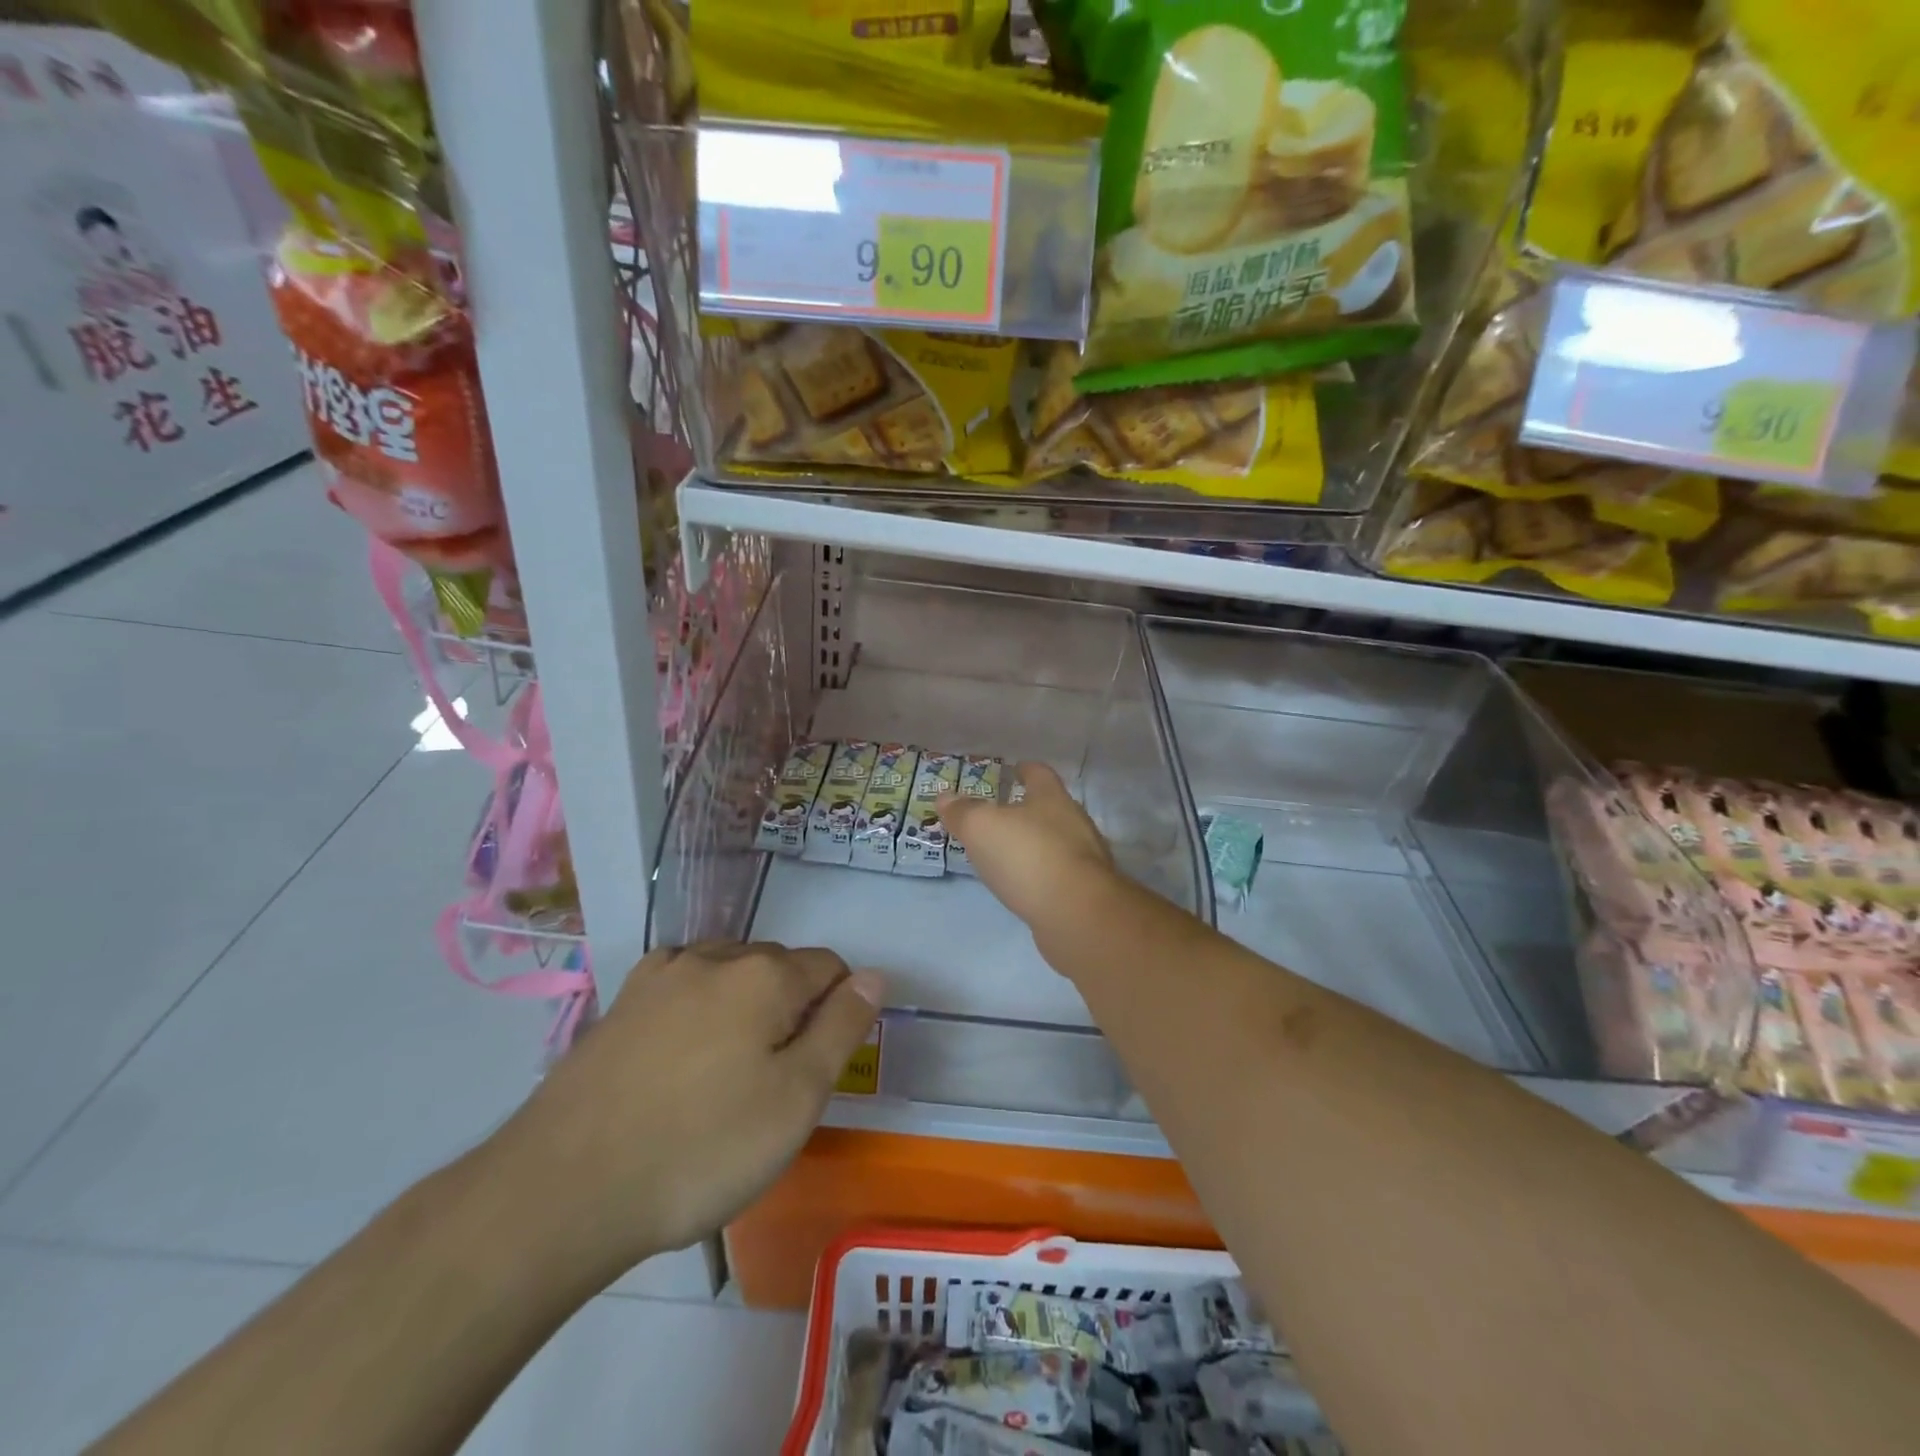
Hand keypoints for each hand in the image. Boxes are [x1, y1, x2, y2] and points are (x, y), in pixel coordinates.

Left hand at [491, 942, 879, 1278]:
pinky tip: (679, 1060)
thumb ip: (842, 1028)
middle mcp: (715, 956)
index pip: (830, 967)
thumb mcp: (796, 1099)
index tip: (819, 1067)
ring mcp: (661, 975)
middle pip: (779, 967)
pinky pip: (683, 988)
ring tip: (725, 1077)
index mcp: (765, 973)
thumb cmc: (700, 1149)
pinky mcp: (621, 1002)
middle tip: (773, 1085)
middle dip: (791, 1009)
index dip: (838, 1011)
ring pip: (729, 975)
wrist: (561, 1189)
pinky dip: (697, 1010)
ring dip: (743, 1007)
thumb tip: (875, 975)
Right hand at [940, 762, 1117, 928]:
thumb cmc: (1027, 856)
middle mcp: (1074, 822)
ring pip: (1056, 842)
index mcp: (1052, 797)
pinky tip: (1025, 885)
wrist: (1076, 914)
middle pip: (1050, 808)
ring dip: (1034, 845)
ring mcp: (1085, 858)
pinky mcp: (1086, 891)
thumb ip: (963, 811)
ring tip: (1007, 853)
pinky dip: (1041, 875)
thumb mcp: (981, 827)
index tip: (1013, 770)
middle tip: (1000, 816)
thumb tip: (945, 797)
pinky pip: (1059, 874)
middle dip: (1027, 810)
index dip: (1024, 769)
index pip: (1039, 773)